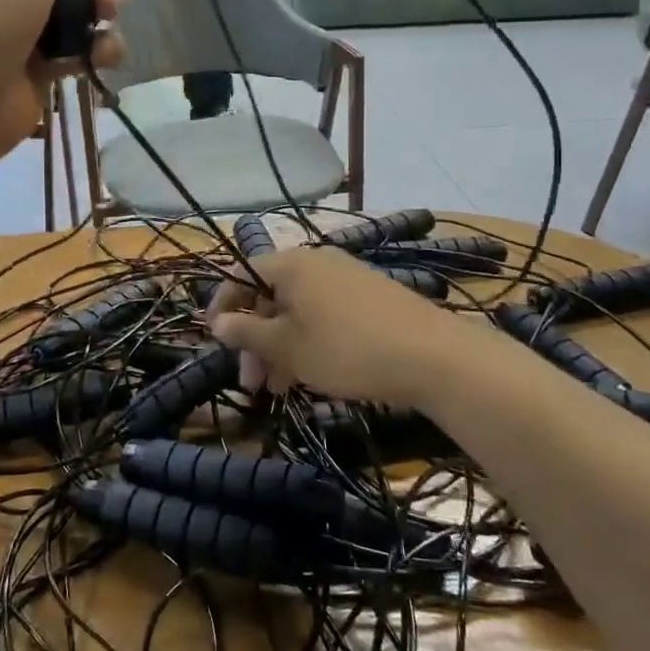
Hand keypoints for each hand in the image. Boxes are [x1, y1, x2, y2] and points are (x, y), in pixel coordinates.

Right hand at [208, 246, 483, 408]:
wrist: (433, 356)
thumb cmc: (346, 349)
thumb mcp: (288, 347)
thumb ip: (247, 333)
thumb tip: (216, 322)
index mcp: (291, 264)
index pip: (242, 274)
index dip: (224, 306)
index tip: (216, 341)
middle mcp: (318, 261)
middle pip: (271, 295)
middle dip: (256, 339)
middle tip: (251, 383)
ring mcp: (347, 277)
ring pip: (299, 309)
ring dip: (282, 346)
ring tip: (281, 389)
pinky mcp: (371, 296)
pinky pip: (326, 313)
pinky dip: (310, 340)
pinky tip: (314, 374)